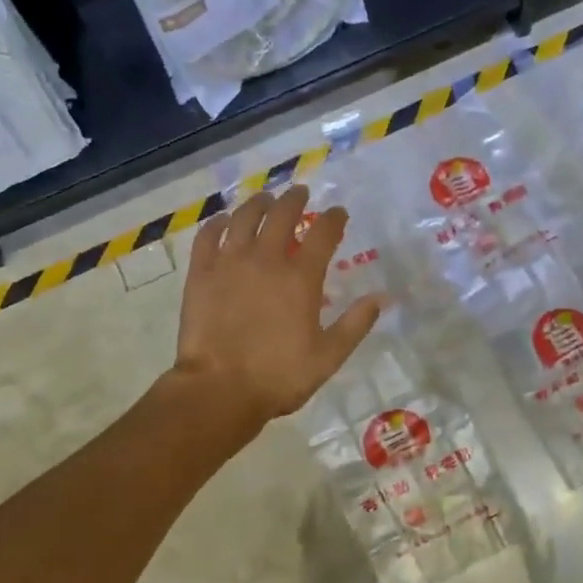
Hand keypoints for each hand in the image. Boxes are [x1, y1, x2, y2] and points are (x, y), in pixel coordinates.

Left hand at [171, 185, 383, 429]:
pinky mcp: (200, 273)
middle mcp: (266, 260)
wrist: (219, 389)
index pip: (323, 234)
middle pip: (283, 215)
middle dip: (295, 199)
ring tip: (265, 199)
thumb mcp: (328, 356)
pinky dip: (219, 223)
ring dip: (258, 203)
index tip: (339, 213)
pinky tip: (224, 221)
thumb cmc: (279, 376)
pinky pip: (209, 236)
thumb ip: (356, 324)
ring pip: (245, 218)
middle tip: (301, 193)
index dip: (334, 219)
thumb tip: (382, 297)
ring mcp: (230, 263)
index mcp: (301, 278)